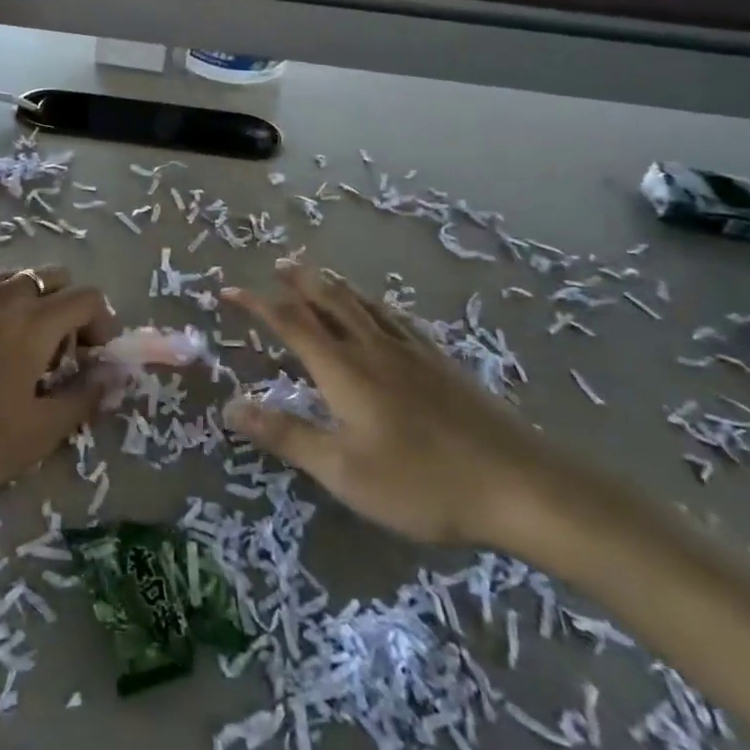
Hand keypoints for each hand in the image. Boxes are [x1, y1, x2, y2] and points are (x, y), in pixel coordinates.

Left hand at [0, 266, 116, 510]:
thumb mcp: (38, 433)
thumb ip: (84, 397)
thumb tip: (111, 375)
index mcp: (33, 322)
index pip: (87, 297)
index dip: (101, 323)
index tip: (92, 356)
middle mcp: (1, 294)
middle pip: (52, 276)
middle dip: (67, 306)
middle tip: (57, 350)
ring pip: (13, 278)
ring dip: (30, 302)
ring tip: (16, 345)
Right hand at [223, 263, 558, 547]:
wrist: (519, 484)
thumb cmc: (422, 482)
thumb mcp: (343, 470)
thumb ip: (286, 435)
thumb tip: (230, 406)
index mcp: (344, 370)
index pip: (291, 323)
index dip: (257, 304)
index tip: (229, 291)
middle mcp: (374, 348)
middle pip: (330, 301)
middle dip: (299, 281)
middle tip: (278, 265)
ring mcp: (413, 353)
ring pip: (364, 305)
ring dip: (334, 287)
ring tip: (319, 277)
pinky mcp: (442, 363)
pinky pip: (395, 319)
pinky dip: (372, 305)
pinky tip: (381, 314)